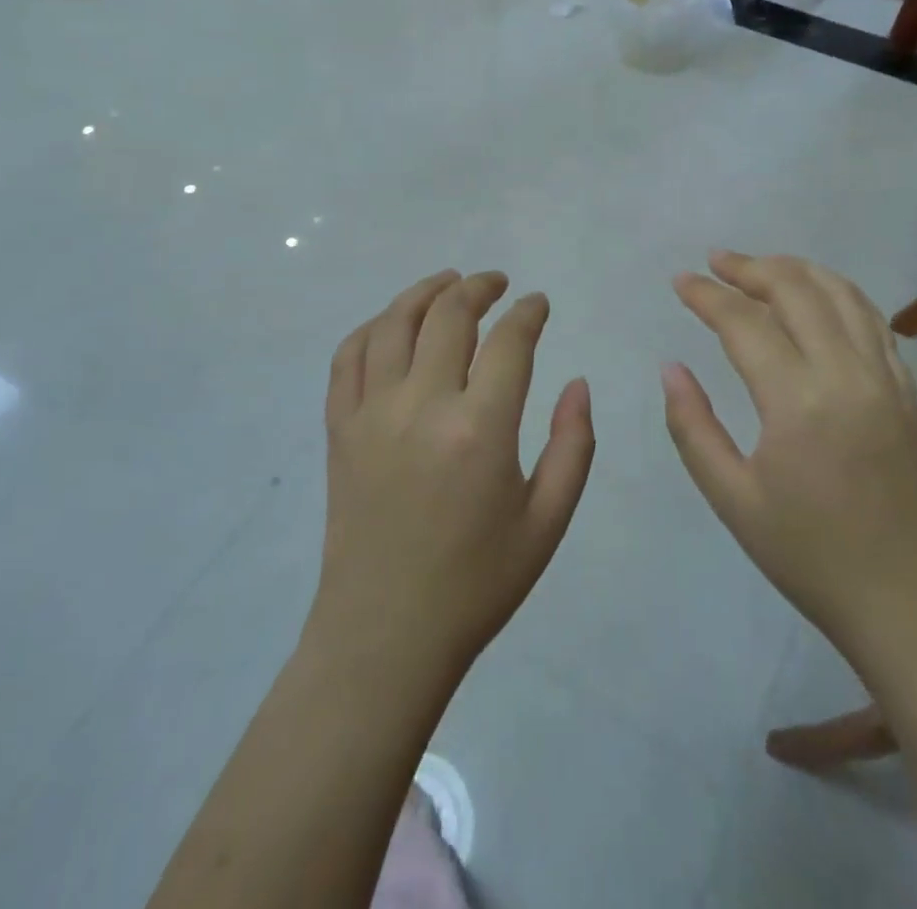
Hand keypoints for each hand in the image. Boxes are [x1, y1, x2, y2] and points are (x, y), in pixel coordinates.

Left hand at [311, 270, 594, 688]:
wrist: (386, 634)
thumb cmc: (477, 582)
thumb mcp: (547, 522)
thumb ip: (573, 445)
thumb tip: (578, 382)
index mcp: (480, 429)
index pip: (509, 341)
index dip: (529, 312)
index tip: (539, 303)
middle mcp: (421, 406)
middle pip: (449, 315)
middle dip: (479, 287)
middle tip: (499, 283)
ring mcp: (371, 413)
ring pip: (393, 323)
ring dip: (424, 292)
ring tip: (449, 283)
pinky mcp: (339, 428)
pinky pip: (347, 357)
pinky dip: (372, 328)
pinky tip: (392, 325)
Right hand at [663, 251, 916, 673]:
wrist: (910, 604)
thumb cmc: (810, 557)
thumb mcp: (733, 499)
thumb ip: (693, 426)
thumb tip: (670, 368)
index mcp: (798, 400)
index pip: (744, 322)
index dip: (707, 295)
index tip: (679, 280)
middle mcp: (847, 373)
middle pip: (796, 289)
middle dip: (750, 267)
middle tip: (715, 261)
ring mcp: (886, 378)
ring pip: (842, 294)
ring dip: (797, 270)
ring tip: (761, 266)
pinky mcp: (908, 392)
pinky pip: (873, 321)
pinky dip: (839, 294)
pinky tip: (818, 299)